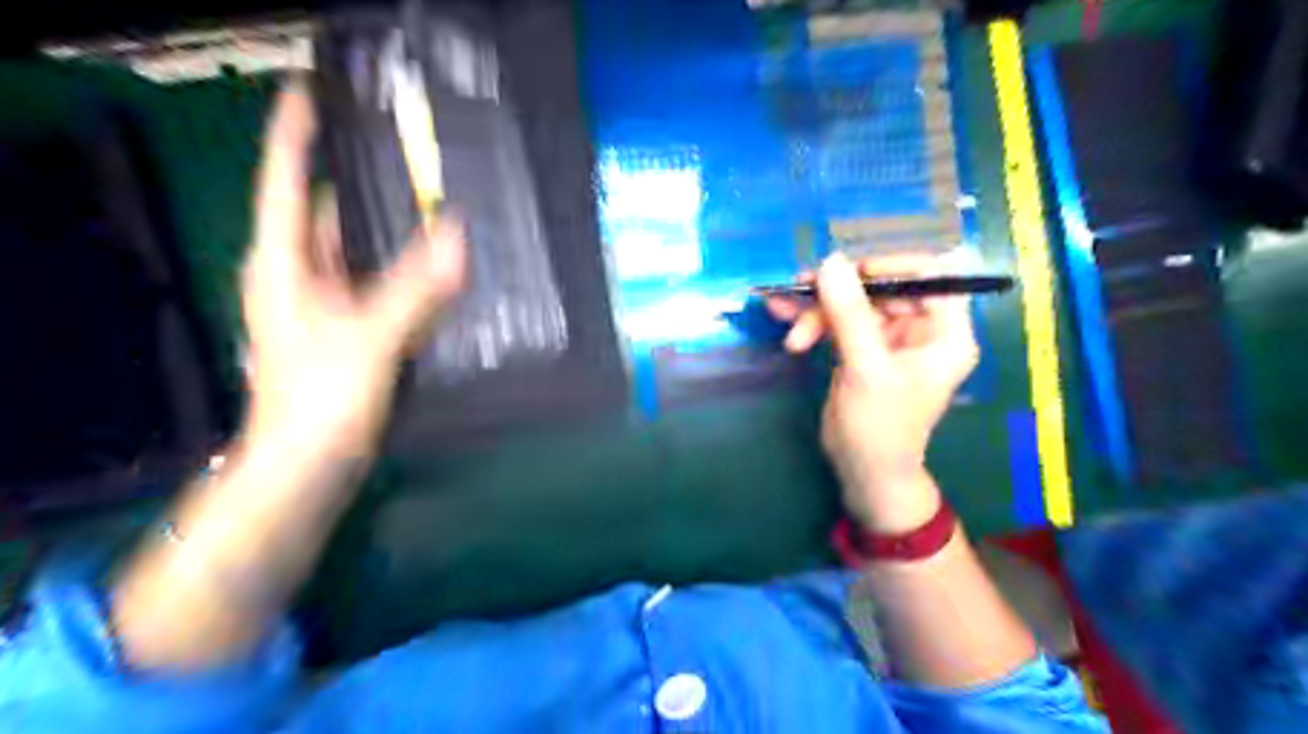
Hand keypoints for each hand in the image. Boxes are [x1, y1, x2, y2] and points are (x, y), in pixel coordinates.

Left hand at [238, 87, 464, 457]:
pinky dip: (404, 273)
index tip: (313, 93)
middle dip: (360, 183)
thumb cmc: (319, 398)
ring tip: (430, 201)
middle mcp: (300, 276)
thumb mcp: (369, 336)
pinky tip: (436, 267)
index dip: (296, 136)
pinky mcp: (348, 332)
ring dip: (389, 231)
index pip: (284, 182)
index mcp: (284, 265)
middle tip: (406, 155)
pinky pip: (378, 286)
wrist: (307, 465)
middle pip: (326, 214)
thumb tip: (459, 236)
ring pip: (358, 252)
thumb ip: (416, 288)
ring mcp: (325, 306)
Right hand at [770, 252, 976, 534]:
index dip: (893, 264)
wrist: (862, 473)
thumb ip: (849, 314)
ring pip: (852, 304)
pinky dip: (811, 319)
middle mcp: (921, 330)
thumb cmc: (880, 427)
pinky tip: (782, 316)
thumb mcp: (866, 368)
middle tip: (800, 289)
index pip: (931, 275)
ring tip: (781, 310)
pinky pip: (836, 321)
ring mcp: (888, 339)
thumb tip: (830, 261)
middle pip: (881, 288)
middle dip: (838, 291)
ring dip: (816, 307)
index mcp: (945, 332)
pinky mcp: (860, 350)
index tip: (853, 270)